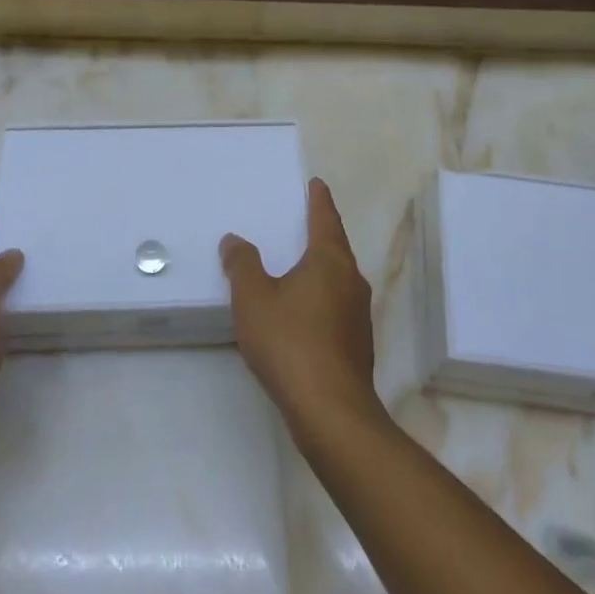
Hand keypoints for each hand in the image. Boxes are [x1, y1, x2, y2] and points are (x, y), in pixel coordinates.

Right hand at [221, 178, 382, 441]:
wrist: (330, 409)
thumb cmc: (290, 342)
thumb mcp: (253, 298)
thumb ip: (242, 265)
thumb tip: (235, 240)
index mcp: (329, 261)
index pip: (325, 219)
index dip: (319, 200)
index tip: (317, 184)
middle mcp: (351, 280)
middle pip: (336, 247)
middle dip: (321, 232)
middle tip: (304, 220)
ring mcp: (359, 313)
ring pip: (338, 278)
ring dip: (321, 267)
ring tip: (299, 265)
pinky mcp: (357, 342)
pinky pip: (337, 305)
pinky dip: (321, 296)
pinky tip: (303, 312)